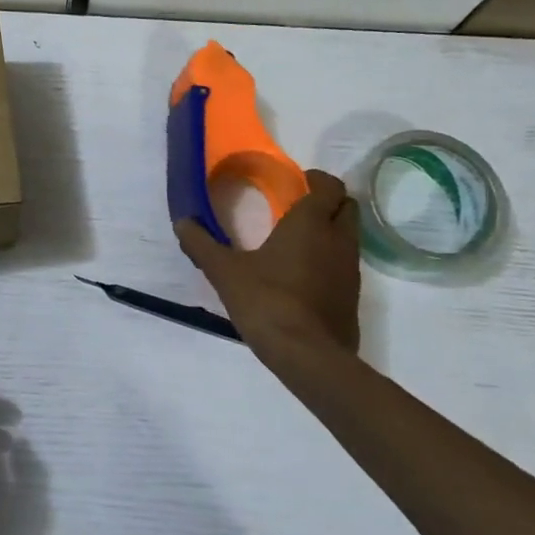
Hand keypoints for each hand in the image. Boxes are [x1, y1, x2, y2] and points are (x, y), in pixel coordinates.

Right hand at [175, 169, 361, 357]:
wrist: (307, 355)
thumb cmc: (266, 301)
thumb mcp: (224, 272)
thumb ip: (202, 244)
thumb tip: (182, 222)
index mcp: (310, 224)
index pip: (329, 186)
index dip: (316, 180)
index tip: (297, 181)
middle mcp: (338, 240)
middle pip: (347, 207)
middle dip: (328, 201)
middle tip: (298, 207)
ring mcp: (351, 270)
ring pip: (349, 236)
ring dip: (331, 231)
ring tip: (298, 241)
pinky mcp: (352, 297)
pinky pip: (346, 265)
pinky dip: (331, 260)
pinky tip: (304, 275)